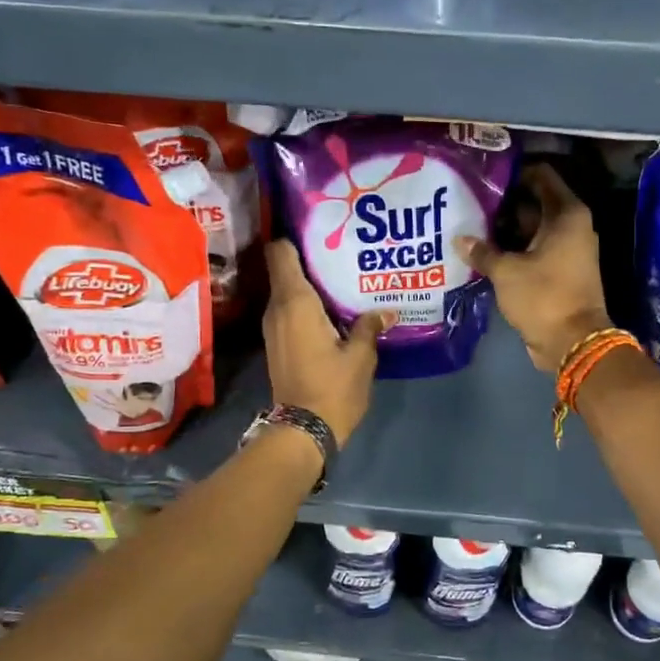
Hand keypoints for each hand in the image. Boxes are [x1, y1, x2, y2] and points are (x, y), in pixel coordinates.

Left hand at [262, 239, 389, 445]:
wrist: (302, 431)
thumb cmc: (332, 388)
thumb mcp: (360, 356)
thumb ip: (368, 326)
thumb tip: (385, 312)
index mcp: (295, 302)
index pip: (280, 252)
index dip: (296, 236)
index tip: (321, 229)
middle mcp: (277, 308)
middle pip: (286, 268)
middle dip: (311, 258)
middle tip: (344, 251)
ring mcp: (274, 327)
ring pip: (288, 291)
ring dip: (311, 284)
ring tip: (343, 278)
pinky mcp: (277, 343)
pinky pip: (290, 310)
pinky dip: (307, 304)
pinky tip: (334, 309)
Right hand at [457, 164, 613, 372]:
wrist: (572, 343)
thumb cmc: (543, 297)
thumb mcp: (506, 271)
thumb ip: (482, 251)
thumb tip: (460, 239)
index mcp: (566, 215)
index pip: (541, 175)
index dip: (514, 171)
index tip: (485, 175)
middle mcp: (571, 226)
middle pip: (534, 202)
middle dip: (504, 203)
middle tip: (469, 201)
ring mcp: (567, 250)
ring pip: (532, 228)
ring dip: (505, 229)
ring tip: (470, 224)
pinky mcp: (560, 271)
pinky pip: (533, 250)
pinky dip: (513, 249)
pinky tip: (484, 250)